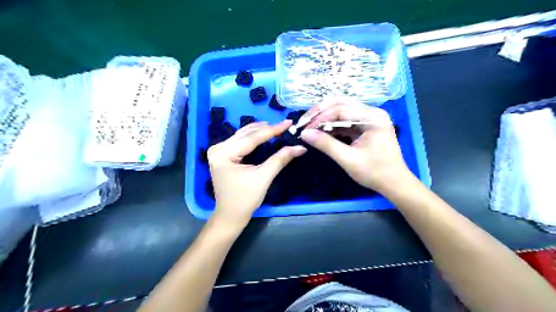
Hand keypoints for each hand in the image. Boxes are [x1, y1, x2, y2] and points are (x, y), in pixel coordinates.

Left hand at [209, 119, 305, 226]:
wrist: (230, 215)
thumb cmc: (245, 200)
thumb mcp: (263, 178)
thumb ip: (280, 160)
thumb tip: (300, 147)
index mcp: (224, 153)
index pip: (252, 138)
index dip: (272, 130)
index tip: (288, 122)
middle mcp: (218, 148)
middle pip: (246, 134)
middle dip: (267, 129)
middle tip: (285, 125)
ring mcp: (219, 151)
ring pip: (243, 135)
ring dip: (260, 131)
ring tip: (278, 128)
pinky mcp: (223, 155)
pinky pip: (241, 141)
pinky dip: (254, 138)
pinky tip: (265, 134)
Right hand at [303, 99, 408, 193]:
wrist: (394, 183)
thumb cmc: (374, 172)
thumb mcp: (348, 159)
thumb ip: (326, 145)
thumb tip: (304, 134)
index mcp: (373, 117)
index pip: (340, 109)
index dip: (320, 117)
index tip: (304, 128)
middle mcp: (372, 112)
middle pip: (340, 104)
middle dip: (320, 113)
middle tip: (304, 123)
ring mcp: (370, 118)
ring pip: (341, 110)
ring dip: (324, 117)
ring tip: (309, 126)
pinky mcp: (366, 125)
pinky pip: (345, 119)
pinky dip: (332, 124)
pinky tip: (321, 130)